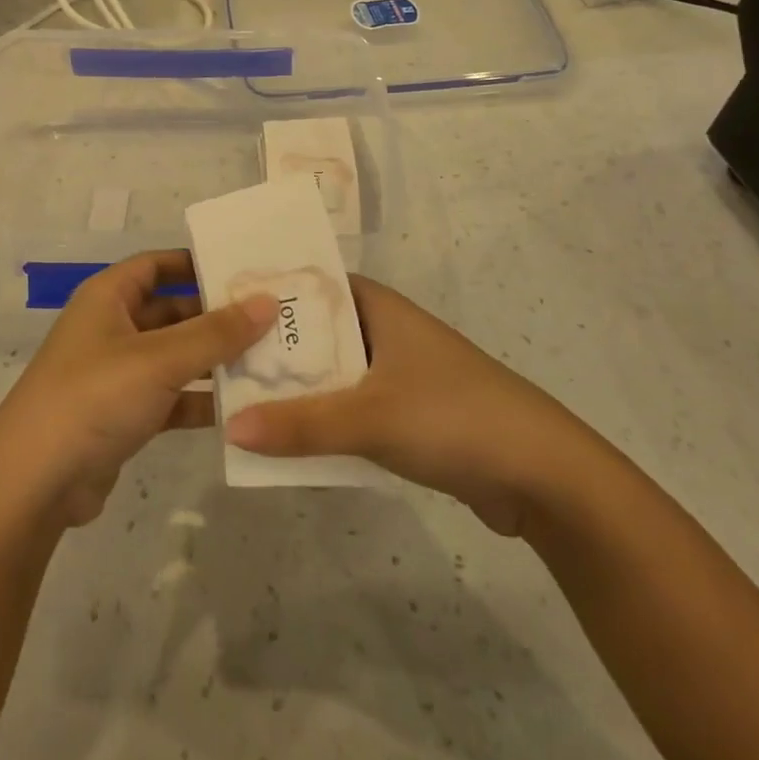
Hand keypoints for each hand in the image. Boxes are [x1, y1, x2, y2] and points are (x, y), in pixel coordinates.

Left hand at [0, 251, 275, 527]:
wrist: (35, 482)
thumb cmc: (95, 396)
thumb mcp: (160, 359)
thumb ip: (217, 332)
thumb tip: (268, 301)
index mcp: (109, 296)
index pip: (157, 264)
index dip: (197, 263)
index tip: (246, 269)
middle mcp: (113, 327)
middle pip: (173, 310)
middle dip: (218, 316)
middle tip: (274, 318)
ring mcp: (118, 373)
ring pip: (176, 356)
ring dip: (215, 361)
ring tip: (272, 360)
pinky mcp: (125, 414)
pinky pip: (172, 396)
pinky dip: (200, 400)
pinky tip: (243, 407)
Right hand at [222, 275, 597, 533]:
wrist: (543, 475)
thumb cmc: (453, 416)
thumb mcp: (369, 417)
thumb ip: (300, 424)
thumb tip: (230, 428)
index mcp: (378, 307)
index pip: (309, 284)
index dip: (267, 293)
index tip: (219, 307)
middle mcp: (385, 330)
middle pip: (315, 331)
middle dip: (273, 348)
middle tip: (215, 360)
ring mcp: (397, 372)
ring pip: (331, 372)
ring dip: (296, 387)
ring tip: (237, 398)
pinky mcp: (407, 413)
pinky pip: (349, 406)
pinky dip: (322, 417)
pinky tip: (286, 435)